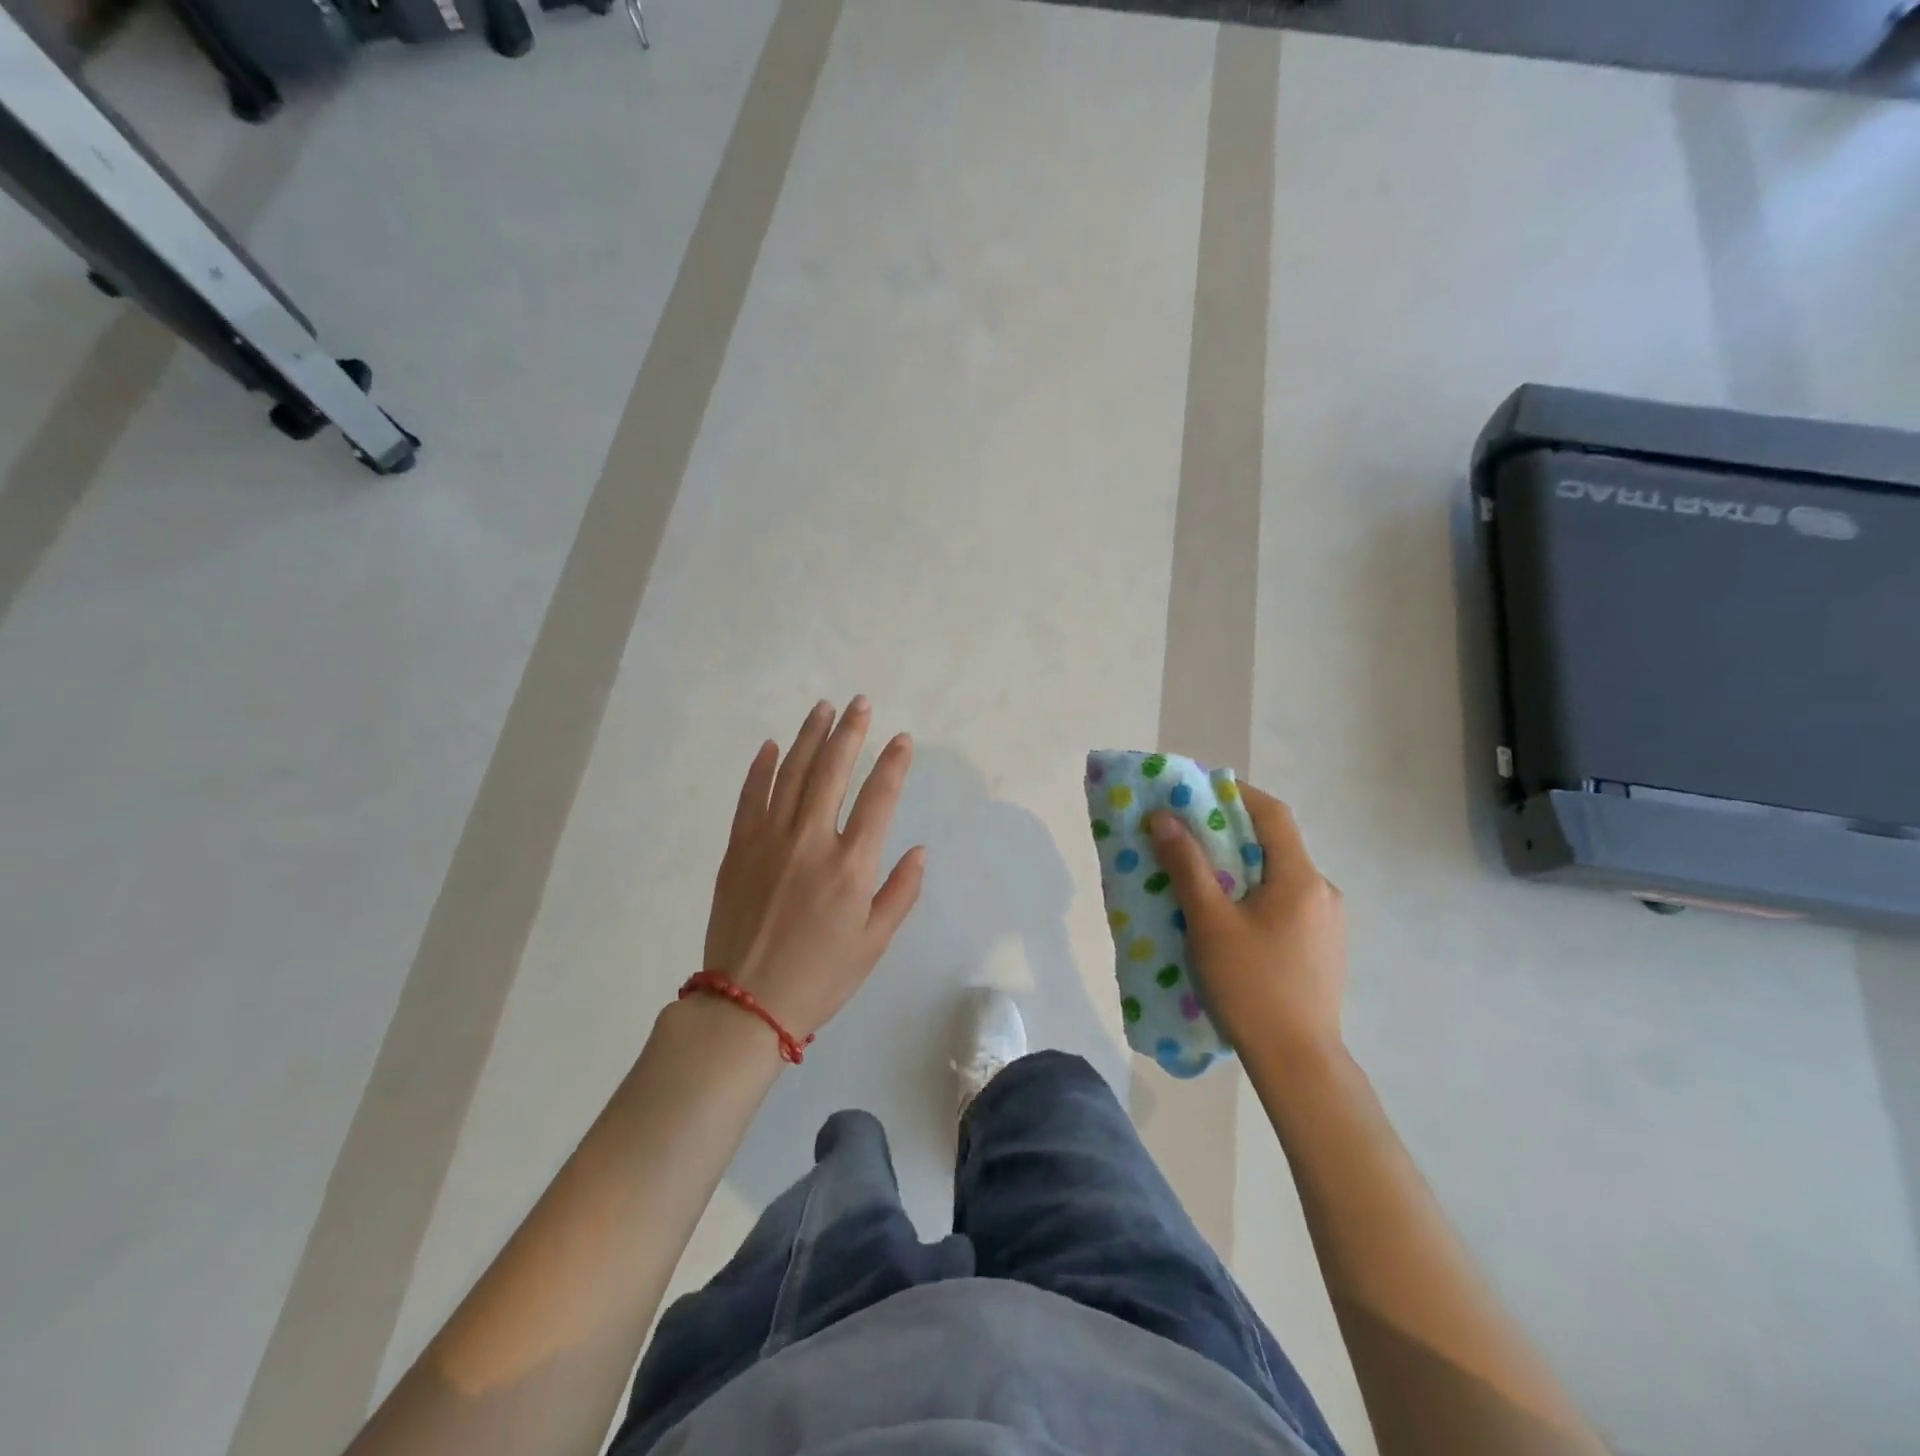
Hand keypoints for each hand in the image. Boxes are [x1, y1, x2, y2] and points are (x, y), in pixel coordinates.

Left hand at [703, 697, 924, 1041]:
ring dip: (809, 737)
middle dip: (850, 732)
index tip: (901, 739)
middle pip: (832, 771)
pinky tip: (771, 746)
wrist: (746, 1004)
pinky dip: (761, 768)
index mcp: (851, 865)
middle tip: (860, 703)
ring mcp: (769, 840)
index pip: (879, 798)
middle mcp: (811, 841)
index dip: (893, 763)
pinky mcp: (738, 849)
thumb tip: (919, 850)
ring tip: (823, 709)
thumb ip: (900, 892)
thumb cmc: (820, 977)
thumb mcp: (874, 943)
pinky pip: (751, 797)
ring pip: (791, 773)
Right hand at [1147, 783, 1344, 1058]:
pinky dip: (1255, 895)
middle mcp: (1323, 891)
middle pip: (1276, 844)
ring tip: (1202, 879)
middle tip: (1188, 834)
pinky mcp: (1323, 948)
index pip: (1273, 814)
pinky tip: (1229, 920)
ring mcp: (1328, 923)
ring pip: (1279, 876)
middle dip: (1231, 832)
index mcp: (1301, 878)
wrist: (1299, 1063)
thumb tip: (1164, 818)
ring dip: (1242, 867)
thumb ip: (1187, 866)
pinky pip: (1285, 903)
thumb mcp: (1210, 922)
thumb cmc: (1252, 985)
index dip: (1237, 793)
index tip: (1199, 789)